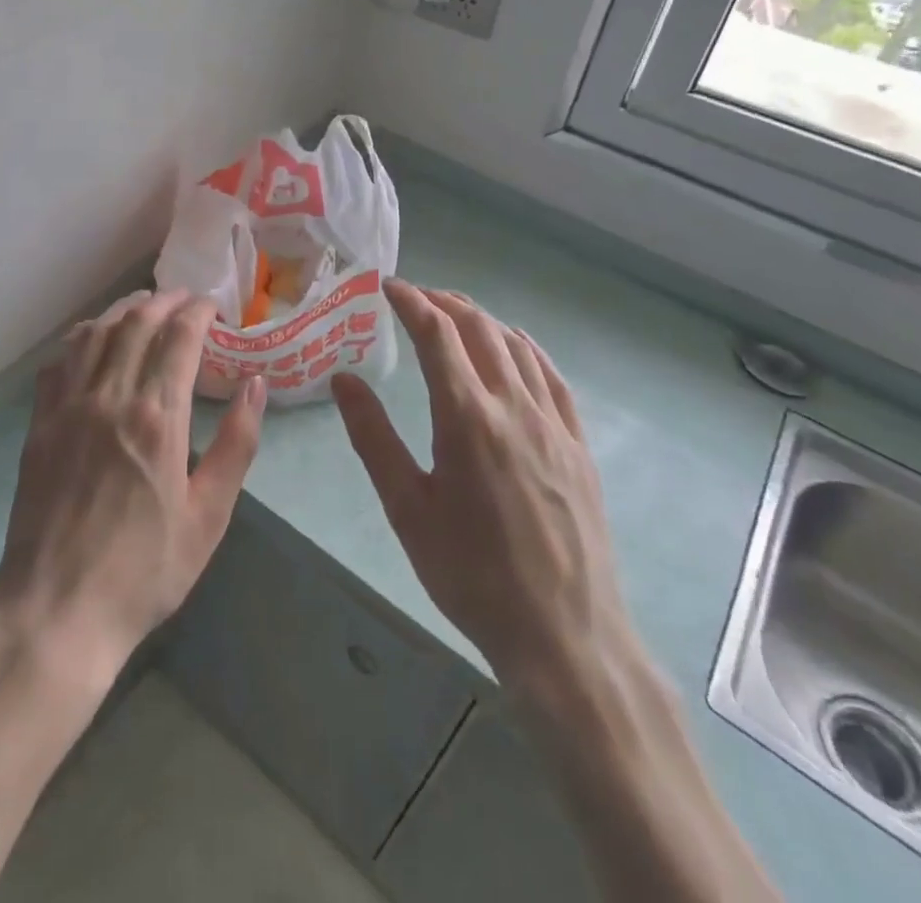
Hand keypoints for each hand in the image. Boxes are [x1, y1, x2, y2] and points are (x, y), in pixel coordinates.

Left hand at [0, 290, 265, 691]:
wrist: (58, 610)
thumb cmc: (145, 569)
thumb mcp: (209, 515)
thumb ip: (236, 443)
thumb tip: (256, 385)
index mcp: (157, 417)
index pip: (180, 338)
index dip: (199, 312)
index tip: (214, 307)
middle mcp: (110, 397)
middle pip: (138, 323)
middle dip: (166, 301)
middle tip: (186, 300)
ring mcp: (69, 407)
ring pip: (96, 333)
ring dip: (123, 310)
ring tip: (145, 306)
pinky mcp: (40, 424)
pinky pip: (60, 361)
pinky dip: (82, 337)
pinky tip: (94, 339)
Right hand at [331, 280, 635, 694]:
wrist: (563, 634)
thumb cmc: (471, 574)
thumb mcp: (407, 508)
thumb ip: (372, 437)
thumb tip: (343, 379)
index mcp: (467, 417)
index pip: (437, 334)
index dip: (411, 301)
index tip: (387, 286)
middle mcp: (514, 406)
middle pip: (479, 328)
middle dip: (443, 302)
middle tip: (414, 297)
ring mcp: (553, 423)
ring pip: (516, 345)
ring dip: (481, 319)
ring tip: (454, 314)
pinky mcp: (577, 444)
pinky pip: (551, 375)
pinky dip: (525, 347)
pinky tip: (513, 347)